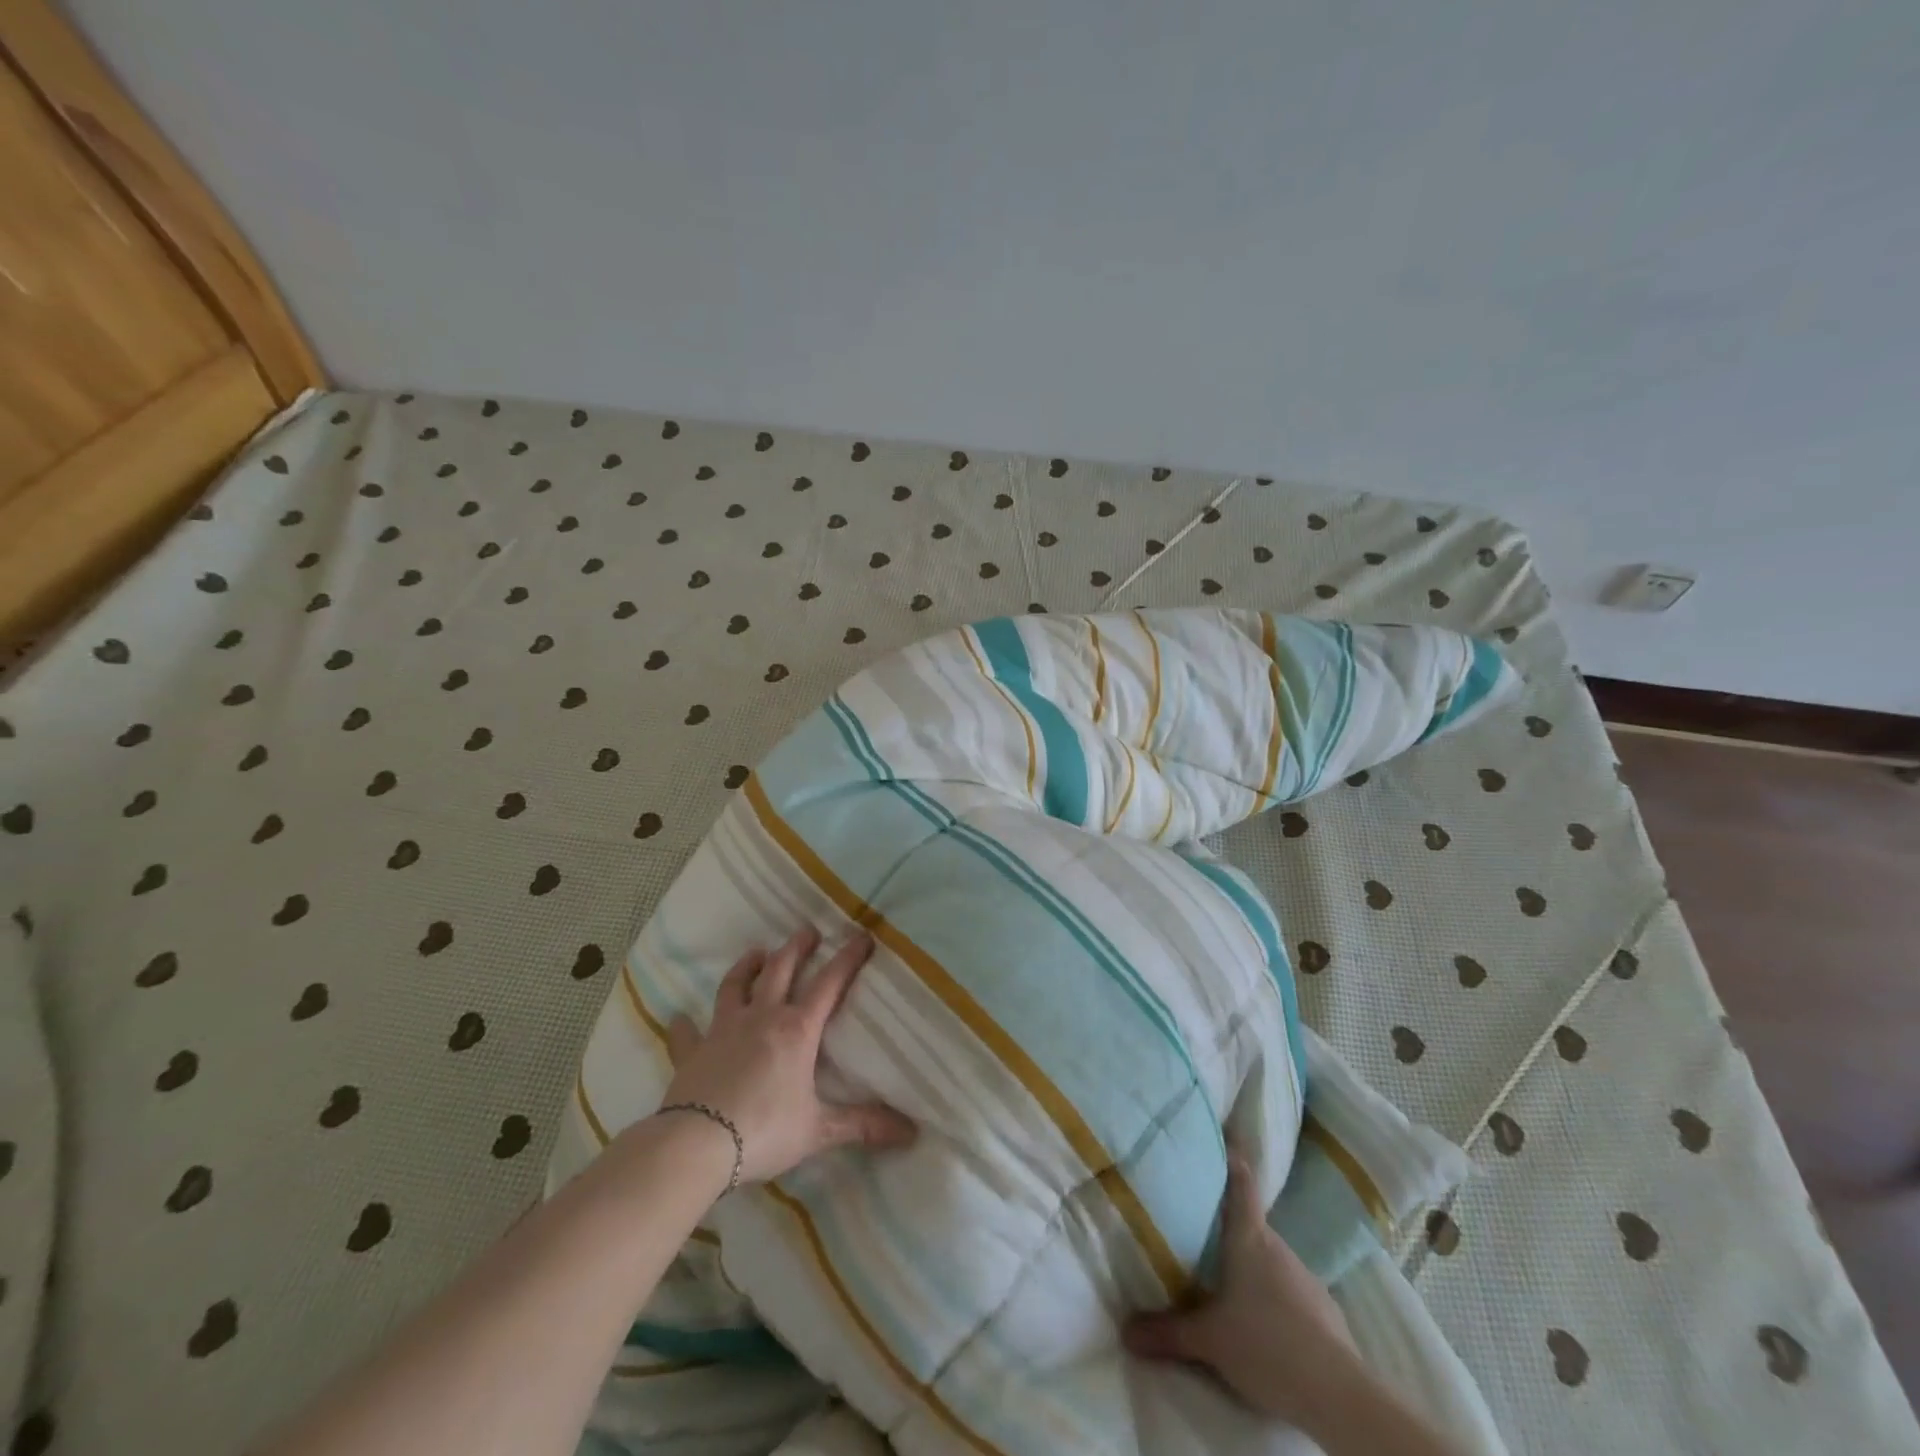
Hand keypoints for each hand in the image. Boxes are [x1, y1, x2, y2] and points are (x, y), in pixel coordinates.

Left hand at [658, 927, 915, 1184]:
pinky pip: (686, 1033)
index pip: (829, 984)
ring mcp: (722, 1031)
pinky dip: (683, 1025)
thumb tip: (912, 1132)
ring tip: (757, 952)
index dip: (848, 958)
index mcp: (797, 1031)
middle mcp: (761, 1018)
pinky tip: (678, 1017)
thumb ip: (862, 1125)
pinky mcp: (691, 1052)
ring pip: (735, 986)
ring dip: (747, 966)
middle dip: (797, 948)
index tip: (862, 935)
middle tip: (808, 931)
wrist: (696, 1145)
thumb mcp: (819, 1129)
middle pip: (781, 970)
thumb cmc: (764, 1131)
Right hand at [1124, 1149, 1356, 1429]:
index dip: (1230, 1155)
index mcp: (1249, 1237)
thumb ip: (1167, 1331)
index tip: (1219, 1136)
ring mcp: (1305, 1278)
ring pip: (1269, 1259)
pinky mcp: (1324, 1310)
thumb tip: (1125, 1331)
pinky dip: (1273, 1298)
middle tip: (1198, 1226)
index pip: (1241, 1180)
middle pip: (1250, 1222)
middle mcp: (1278, 1247)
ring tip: (1224, 1281)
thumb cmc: (1267, 1345)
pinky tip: (1262, 1323)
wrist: (1339, 1395)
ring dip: (1249, 1266)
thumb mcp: (1209, 1341)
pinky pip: (1289, 1291)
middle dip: (1226, 1225)